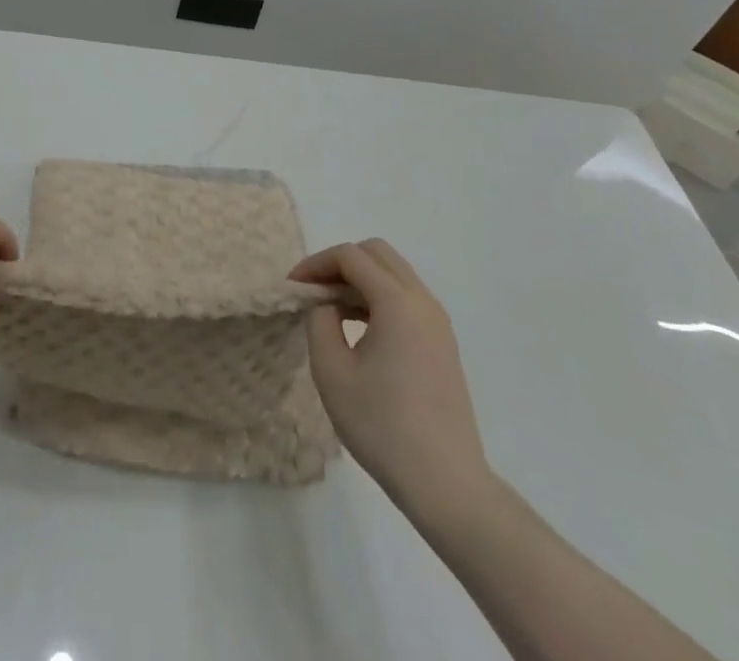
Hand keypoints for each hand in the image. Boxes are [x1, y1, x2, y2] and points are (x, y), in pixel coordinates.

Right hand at [291, 239, 495, 524]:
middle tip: (314, 292)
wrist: (446, 484)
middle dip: (339, 263)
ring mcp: (438, 323)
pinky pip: (406, 299)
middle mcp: (423, 302)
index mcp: (397, 302)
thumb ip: (320, 320)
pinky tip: (359, 330)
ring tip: (331, 311)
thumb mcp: (331, 369)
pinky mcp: (443, 344)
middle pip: (377, 253)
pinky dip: (378, 298)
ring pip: (394, 274)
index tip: (293, 288)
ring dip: (360, 280)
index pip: (350, 256)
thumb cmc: (382, 425)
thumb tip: (326, 304)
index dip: (315, 264)